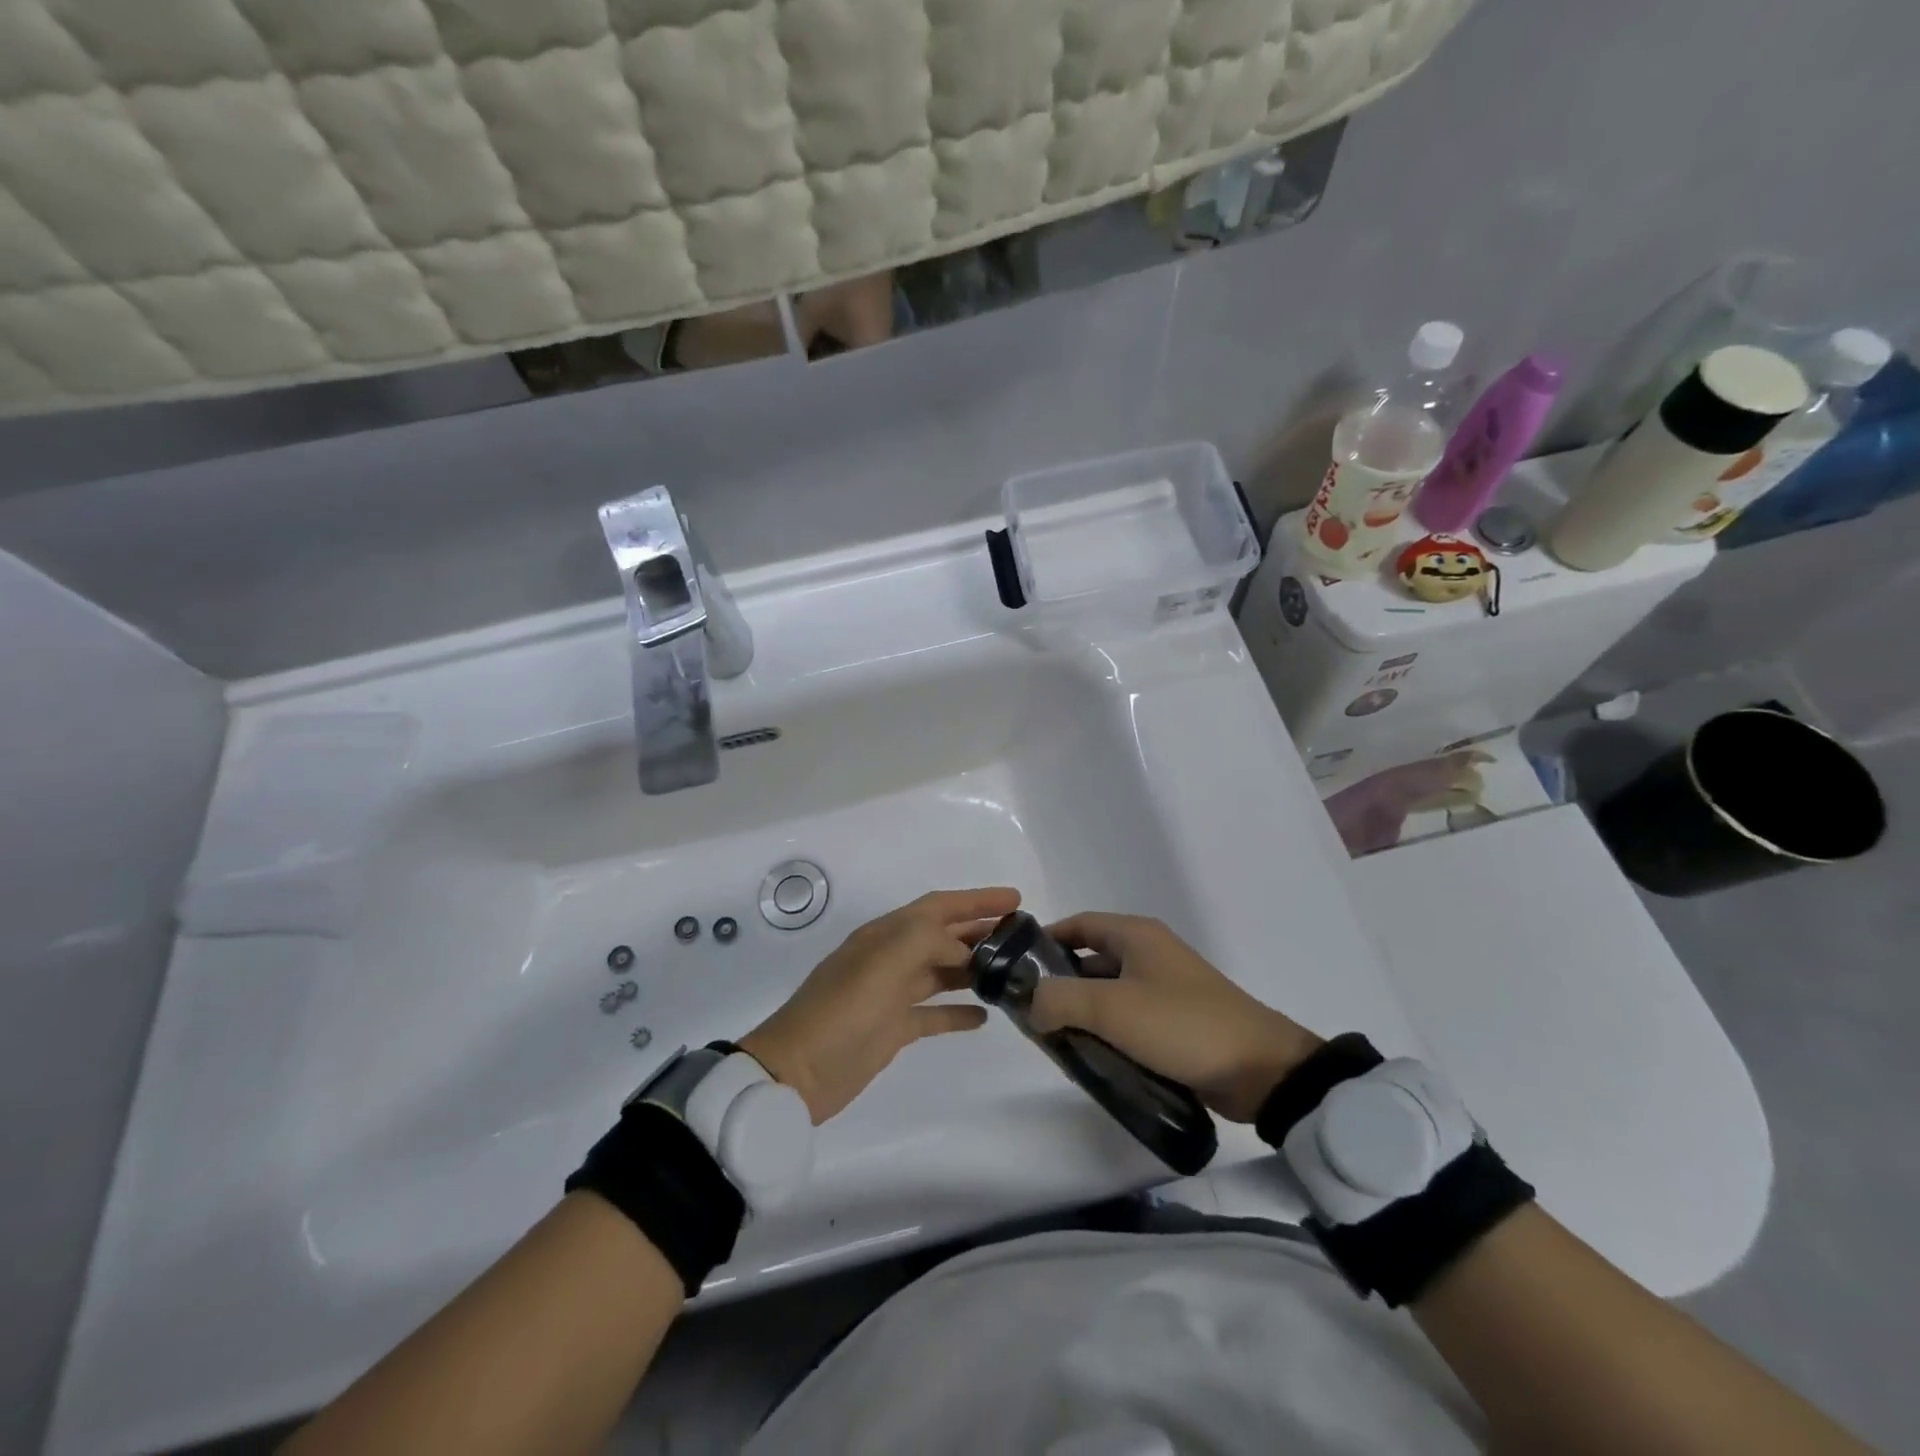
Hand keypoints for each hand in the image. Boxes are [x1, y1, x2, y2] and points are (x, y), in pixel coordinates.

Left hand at [740, 887, 1018, 1122]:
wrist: (796, 1073)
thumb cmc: (842, 1011)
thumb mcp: (884, 962)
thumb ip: (927, 940)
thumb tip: (961, 948)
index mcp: (886, 934)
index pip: (938, 906)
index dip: (976, 899)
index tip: (1015, 900)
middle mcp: (890, 957)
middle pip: (942, 935)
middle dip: (979, 929)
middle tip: (1021, 935)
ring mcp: (891, 994)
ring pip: (940, 971)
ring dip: (973, 967)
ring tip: (1011, 970)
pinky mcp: (893, 1028)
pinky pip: (933, 1013)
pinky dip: (957, 1011)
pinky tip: (984, 1016)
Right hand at [1028, 913, 1320, 1121]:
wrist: (1261, 1070)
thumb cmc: (1180, 1024)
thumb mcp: (1111, 1008)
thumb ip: (1059, 999)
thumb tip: (1031, 1004)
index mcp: (1136, 935)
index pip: (1079, 924)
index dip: (1046, 941)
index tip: (1017, 969)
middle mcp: (1150, 953)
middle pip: (1091, 959)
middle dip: (1061, 985)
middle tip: (1032, 1015)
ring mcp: (1166, 988)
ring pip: (1109, 993)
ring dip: (1084, 1013)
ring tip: (1056, 1041)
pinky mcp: (1177, 1022)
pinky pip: (1130, 1019)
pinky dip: (1109, 1032)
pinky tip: (1093, 1057)